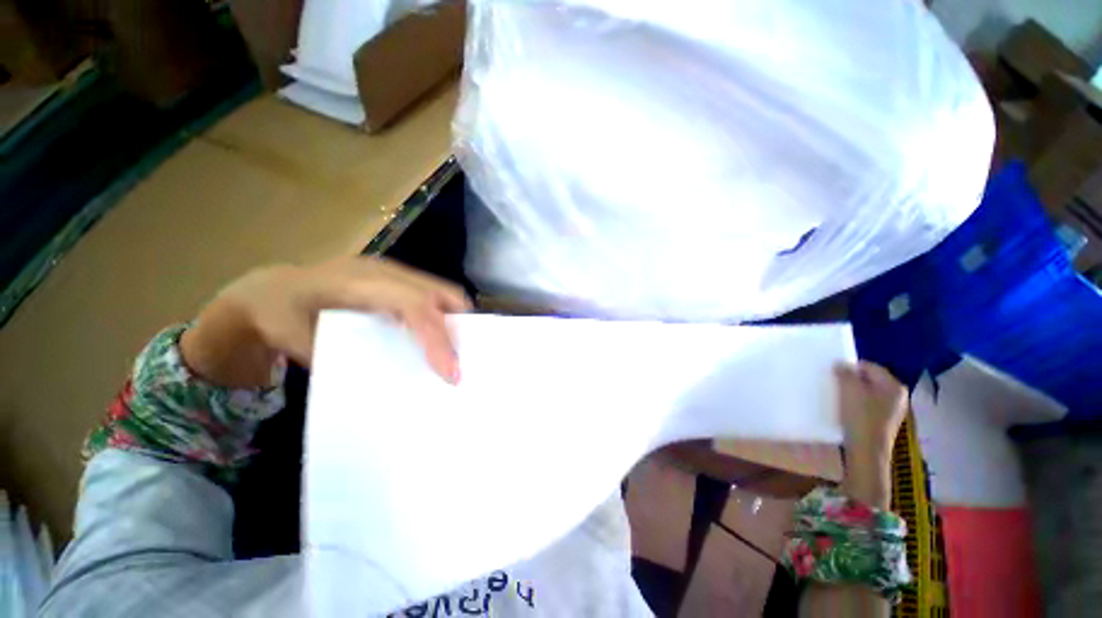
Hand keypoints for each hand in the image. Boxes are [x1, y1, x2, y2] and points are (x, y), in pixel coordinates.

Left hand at [180, 257, 471, 387]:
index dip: (438, 337)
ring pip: (443, 293)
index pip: (416, 305)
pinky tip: (434, 339)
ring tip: (451, 354)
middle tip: (459, 362)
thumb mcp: (299, 343)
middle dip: (460, 327)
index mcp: (359, 282)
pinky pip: (433, 296)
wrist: (264, 291)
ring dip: (455, 322)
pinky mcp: (397, 281)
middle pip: (442, 293)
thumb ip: (345, 361)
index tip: (452, 372)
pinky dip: (443, 317)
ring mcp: (393, 272)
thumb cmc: (275, 315)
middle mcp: (385, 271)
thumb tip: (393, 384)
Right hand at [834, 361, 906, 508]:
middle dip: (851, 380)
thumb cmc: (860, 417)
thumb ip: (845, 373)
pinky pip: (867, 405)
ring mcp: (892, 410)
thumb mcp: (849, 390)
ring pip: (867, 393)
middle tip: (833, 383)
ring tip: (837, 396)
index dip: (850, 367)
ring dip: (852, 392)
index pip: (869, 366)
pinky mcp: (882, 422)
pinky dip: (856, 404)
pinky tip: (844, 409)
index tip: (833, 372)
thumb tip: (840, 364)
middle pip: (869, 380)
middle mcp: (897, 396)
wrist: (866, 452)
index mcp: (893, 386)